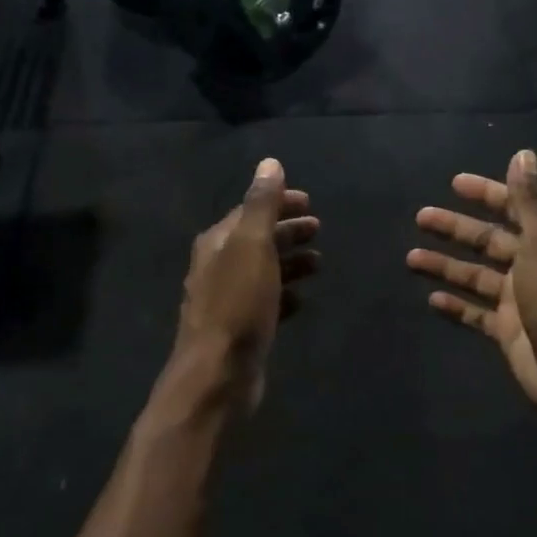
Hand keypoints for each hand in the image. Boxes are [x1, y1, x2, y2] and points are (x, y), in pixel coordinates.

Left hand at [171, 158, 319, 415]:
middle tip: (319, 229)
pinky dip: (285, 295)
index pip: (250, 211)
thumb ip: (261, 205)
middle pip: (257, 239)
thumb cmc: (237, 304)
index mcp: (217, 242)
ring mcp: (228, 299)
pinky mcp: (241, 328)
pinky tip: (303, 300)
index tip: (310, 202)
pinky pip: (266, 302)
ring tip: (319, 263)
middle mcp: (218, 266)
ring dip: (290, 262)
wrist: (218, 373)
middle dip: (287, 231)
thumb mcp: (252, 246)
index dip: (279, 202)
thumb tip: (269, 163)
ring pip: (264, 271)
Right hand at [408, 149, 536, 414]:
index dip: (486, 194)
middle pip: (489, 241)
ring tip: (410, 258)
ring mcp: (520, 300)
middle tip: (421, 217)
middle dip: (456, 229)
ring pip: (476, 276)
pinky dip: (455, 305)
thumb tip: (523, 154)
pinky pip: (476, 313)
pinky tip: (431, 299)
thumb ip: (529, 200)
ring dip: (446, 265)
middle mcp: (535, 265)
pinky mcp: (508, 331)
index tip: (455, 184)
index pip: (514, 207)